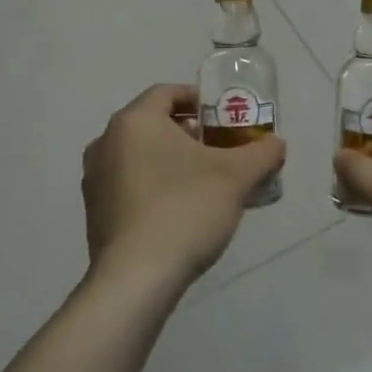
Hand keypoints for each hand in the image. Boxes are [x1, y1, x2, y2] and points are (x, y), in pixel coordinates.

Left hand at [82, 84, 285, 292]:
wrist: (136, 279)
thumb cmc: (185, 209)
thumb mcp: (236, 177)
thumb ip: (262, 153)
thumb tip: (276, 144)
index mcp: (134, 121)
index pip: (167, 92)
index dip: (198, 98)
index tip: (223, 115)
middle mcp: (106, 142)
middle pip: (152, 123)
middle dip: (187, 131)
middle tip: (218, 148)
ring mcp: (95, 178)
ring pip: (139, 153)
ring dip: (170, 158)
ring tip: (203, 179)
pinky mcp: (94, 211)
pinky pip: (128, 182)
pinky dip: (153, 184)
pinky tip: (179, 208)